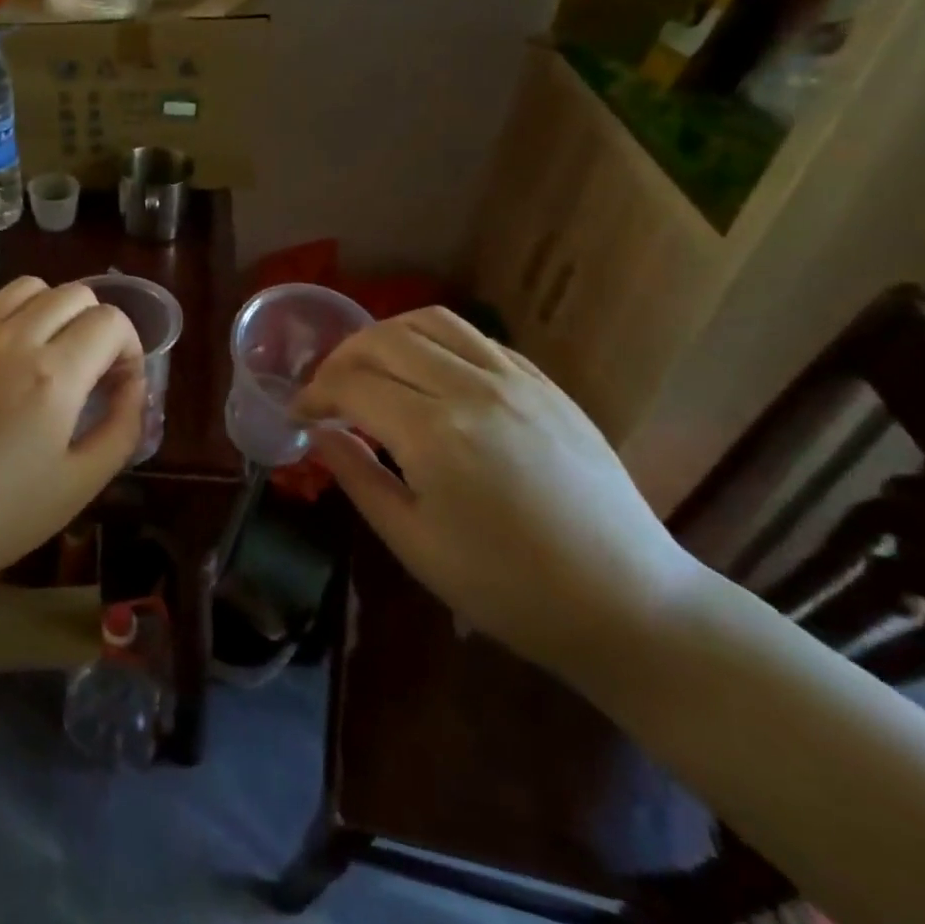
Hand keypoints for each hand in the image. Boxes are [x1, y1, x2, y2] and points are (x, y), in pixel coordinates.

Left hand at [0, 276, 144, 605]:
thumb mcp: (78, 486)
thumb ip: (121, 429)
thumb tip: (134, 390)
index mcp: (53, 375)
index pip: (111, 322)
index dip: (130, 349)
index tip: (120, 387)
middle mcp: (12, 339)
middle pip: (74, 294)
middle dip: (97, 326)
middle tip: (91, 373)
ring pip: (28, 289)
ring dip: (54, 312)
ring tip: (49, 359)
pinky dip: (11, 321)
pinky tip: (3, 366)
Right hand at [294, 307, 707, 681]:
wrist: (627, 602)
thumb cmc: (508, 588)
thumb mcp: (414, 544)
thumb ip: (358, 477)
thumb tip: (320, 433)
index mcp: (435, 434)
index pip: (351, 384)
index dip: (313, 394)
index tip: (298, 415)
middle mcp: (472, 389)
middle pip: (383, 339)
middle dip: (340, 359)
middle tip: (326, 392)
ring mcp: (516, 380)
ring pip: (431, 322)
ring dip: (385, 336)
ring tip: (371, 368)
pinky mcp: (545, 383)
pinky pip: (476, 337)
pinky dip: (434, 341)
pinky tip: (427, 373)